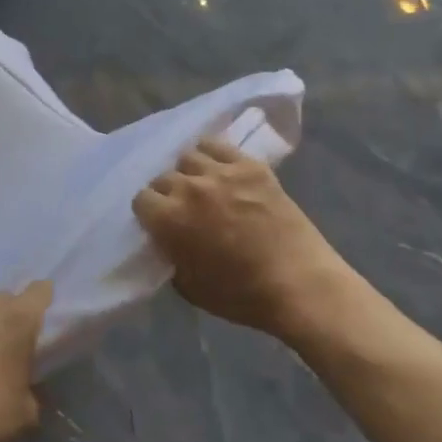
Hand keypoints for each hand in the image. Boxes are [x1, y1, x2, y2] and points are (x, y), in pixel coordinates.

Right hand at [133, 138, 339, 338]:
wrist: (300, 285)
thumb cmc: (242, 296)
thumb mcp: (189, 288)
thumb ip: (171, 257)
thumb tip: (168, 241)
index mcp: (169, 219)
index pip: (141, 199)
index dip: (150, 213)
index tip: (160, 223)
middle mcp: (188, 187)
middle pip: (163, 177)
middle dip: (168, 193)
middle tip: (184, 209)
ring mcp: (221, 172)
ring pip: (188, 156)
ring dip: (189, 172)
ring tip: (202, 185)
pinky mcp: (250, 166)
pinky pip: (218, 146)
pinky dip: (212, 154)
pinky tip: (220, 170)